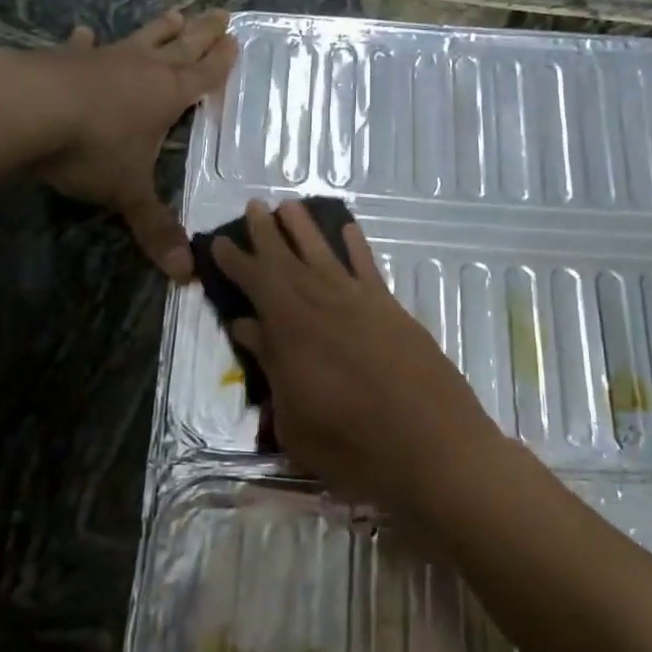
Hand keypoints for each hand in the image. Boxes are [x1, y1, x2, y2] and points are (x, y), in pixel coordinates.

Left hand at [29, 9, 235, 279]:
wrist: (23, 109)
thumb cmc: (91, 150)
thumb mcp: (127, 194)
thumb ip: (154, 229)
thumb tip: (185, 276)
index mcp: (167, 96)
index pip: (204, 76)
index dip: (221, 62)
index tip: (235, 40)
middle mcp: (142, 70)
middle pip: (181, 47)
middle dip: (203, 33)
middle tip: (222, 13)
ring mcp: (103, 60)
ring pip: (141, 39)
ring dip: (159, 28)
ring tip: (175, 13)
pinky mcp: (64, 59)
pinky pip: (83, 48)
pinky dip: (87, 42)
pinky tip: (85, 33)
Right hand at [212, 199, 507, 520]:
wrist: (431, 446)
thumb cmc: (351, 445)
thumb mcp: (293, 418)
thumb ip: (270, 365)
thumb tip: (246, 326)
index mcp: (291, 327)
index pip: (255, 282)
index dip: (236, 261)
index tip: (220, 241)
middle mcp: (324, 302)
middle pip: (288, 258)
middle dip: (267, 232)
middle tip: (253, 206)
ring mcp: (361, 302)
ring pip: (326, 253)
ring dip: (306, 228)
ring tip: (290, 205)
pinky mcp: (392, 310)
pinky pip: (368, 268)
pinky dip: (357, 246)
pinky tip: (349, 231)